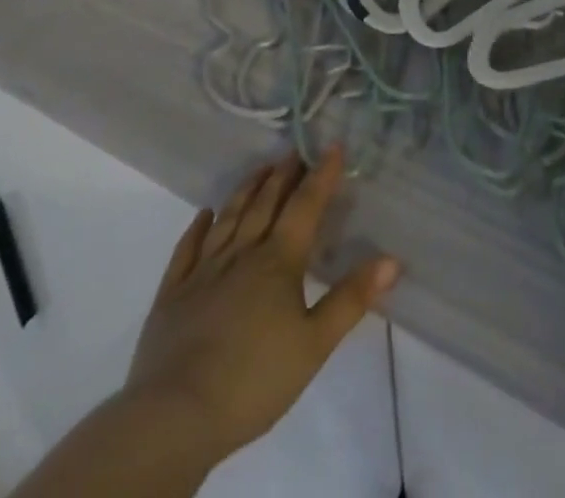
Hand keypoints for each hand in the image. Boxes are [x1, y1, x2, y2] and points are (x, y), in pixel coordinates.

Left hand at [123, 147, 400, 467]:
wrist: (173, 418)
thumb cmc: (252, 380)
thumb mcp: (314, 345)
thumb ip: (351, 299)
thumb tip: (392, 259)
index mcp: (278, 261)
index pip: (305, 206)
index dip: (321, 175)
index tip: (332, 146)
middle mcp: (242, 254)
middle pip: (265, 204)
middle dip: (284, 175)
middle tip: (295, 151)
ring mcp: (203, 272)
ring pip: (229, 218)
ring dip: (246, 190)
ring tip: (260, 168)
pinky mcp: (172, 295)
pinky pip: (186, 250)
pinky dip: (197, 228)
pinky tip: (204, 214)